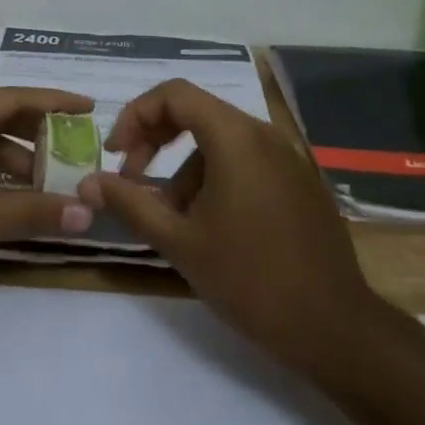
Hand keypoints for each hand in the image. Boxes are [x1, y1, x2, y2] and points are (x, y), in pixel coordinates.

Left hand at [0, 89, 96, 318]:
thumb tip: (88, 212)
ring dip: (21, 164)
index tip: (90, 106)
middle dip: (40, 135)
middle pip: (0, 120)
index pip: (12, 98)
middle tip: (82, 146)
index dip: (54, 102)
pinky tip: (27, 200)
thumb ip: (33, 210)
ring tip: (63, 180)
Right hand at [80, 79, 377, 379]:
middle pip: (197, 112)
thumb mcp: (180, 242)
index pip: (174, 94)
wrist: (336, 329)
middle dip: (156, 139)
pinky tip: (210, 223)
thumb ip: (130, 203)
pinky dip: (216, 175)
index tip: (116, 154)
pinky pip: (247, 159)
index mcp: (235, 136)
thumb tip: (88, 183)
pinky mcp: (300, 180)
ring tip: (172, 216)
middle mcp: (264, 133)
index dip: (136, 115)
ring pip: (221, 140)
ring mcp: (287, 156)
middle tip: (132, 177)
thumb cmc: (251, 279)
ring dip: (185, 166)